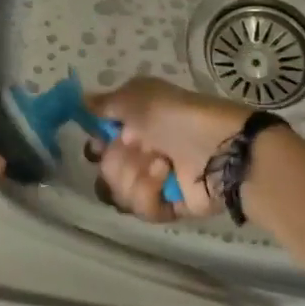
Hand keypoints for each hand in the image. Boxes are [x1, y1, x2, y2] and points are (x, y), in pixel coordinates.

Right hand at [86, 77, 249, 222]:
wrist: (223, 146)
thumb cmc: (177, 114)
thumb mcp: (137, 96)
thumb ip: (105, 103)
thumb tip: (81, 101)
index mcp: (137, 126)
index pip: (101, 143)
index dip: (97, 144)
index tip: (100, 139)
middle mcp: (143, 153)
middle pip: (106, 170)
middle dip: (117, 160)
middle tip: (138, 148)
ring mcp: (157, 182)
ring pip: (119, 193)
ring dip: (134, 176)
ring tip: (160, 163)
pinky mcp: (170, 207)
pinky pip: (143, 210)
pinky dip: (149, 193)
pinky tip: (165, 177)